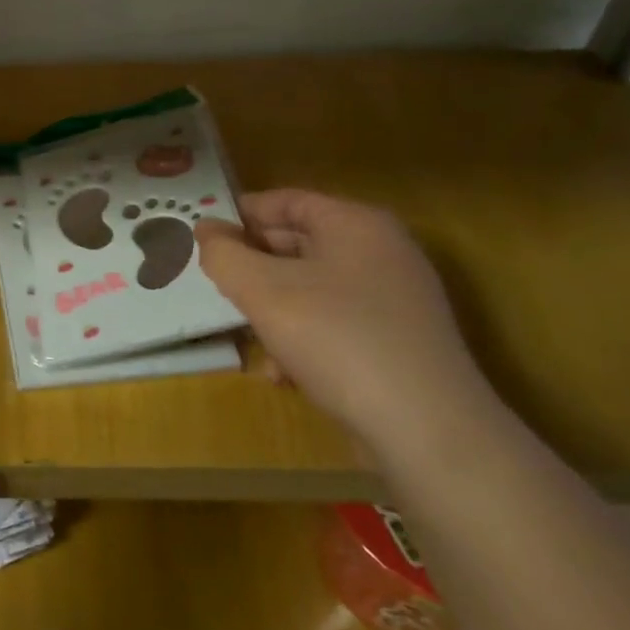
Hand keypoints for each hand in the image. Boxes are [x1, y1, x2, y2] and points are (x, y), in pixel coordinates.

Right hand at [194, 189, 494, 446]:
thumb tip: (205, 229)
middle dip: (254, 266)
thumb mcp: (262, 290)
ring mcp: (396, 299)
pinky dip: (305, 339)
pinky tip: (284, 374)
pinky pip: (337, 324)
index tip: (203, 236)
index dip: (241, 214)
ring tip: (247, 336)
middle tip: (217, 285)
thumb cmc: (336, 338)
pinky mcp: (399, 342)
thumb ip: (224, 254)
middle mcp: (382, 252)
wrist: (426, 428)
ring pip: (314, 288)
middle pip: (300, 244)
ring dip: (274, 309)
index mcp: (356, 225)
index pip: (287, 201)